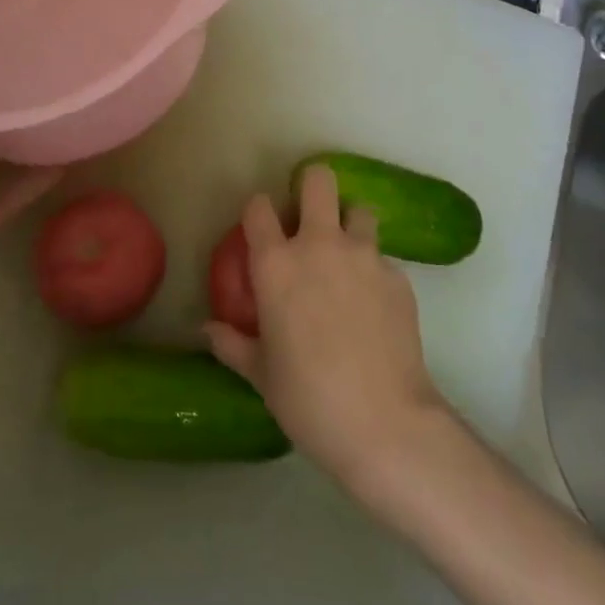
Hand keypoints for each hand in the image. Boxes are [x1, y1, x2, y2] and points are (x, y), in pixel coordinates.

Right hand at [205, 164, 446, 488]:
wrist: (385, 424)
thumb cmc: (308, 399)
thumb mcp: (260, 374)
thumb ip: (232, 343)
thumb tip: (206, 329)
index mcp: (276, 264)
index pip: (258, 207)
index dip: (258, 211)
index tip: (261, 228)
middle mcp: (319, 245)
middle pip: (318, 180)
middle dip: (311, 187)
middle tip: (308, 217)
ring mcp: (364, 256)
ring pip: (359, 209)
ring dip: (349, 224)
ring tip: (346, 256)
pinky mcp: (398, 276)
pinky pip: (382, 258)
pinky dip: (374, 270)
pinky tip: (373, 304)